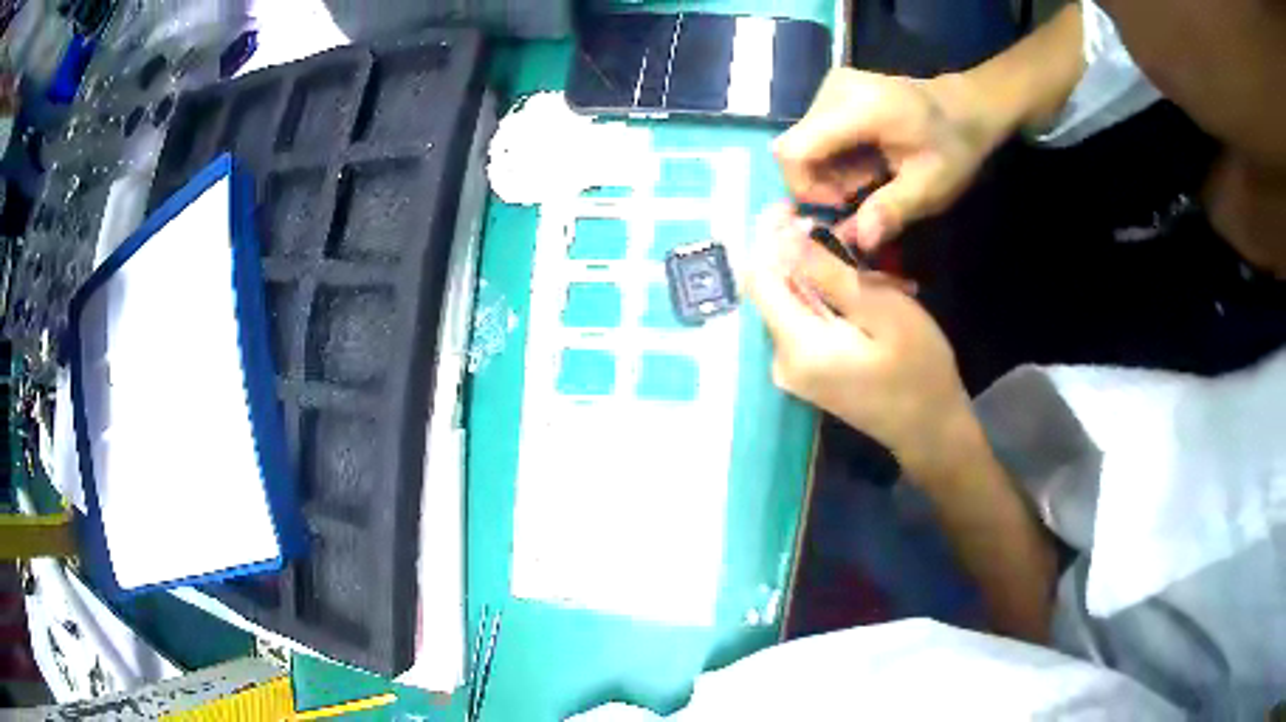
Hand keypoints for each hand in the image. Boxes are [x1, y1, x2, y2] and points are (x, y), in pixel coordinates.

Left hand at [745, 206, 983, 480]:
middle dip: (803, 253)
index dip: (767, 236)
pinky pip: (806, 319)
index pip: (759, 277)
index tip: (791, 206)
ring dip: (825, 276)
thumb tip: (787, 238)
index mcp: (796, 346)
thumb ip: (831, 275)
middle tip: (847, 238)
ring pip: (794, 300)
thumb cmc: (919, 371)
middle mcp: (780, 359)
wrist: (930, 433)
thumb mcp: (884, 312)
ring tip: (876, 274)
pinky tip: (868, 295)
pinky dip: (831, 298)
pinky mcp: (807, 371)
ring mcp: (792, 368)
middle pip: (775, 287)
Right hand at [774, 69, 1005, 249]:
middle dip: (820, 183)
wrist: (965, 106)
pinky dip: (832, 158)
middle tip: (863, 194)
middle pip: (794, 148)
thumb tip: (857, 241)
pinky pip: (813, 134)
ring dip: (828, 172)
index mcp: (860, 108)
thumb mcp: (931, 186)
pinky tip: (863, 161)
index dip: (805, 187)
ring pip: (801, 143)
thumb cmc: (953, 146)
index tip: (842, 203)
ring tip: (869, 177)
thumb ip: (892, 211)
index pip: (793, 150)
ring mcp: (829, 87)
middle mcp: (833, 90)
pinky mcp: (831, 91)